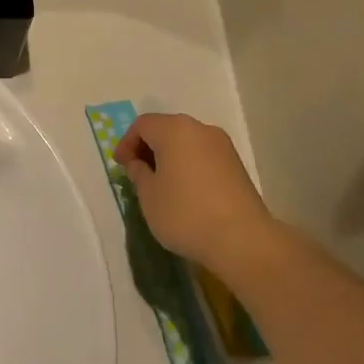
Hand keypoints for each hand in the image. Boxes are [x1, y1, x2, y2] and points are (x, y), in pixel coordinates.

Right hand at [113, 113, 280, 277]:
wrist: (242, 239)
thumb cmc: (185, 213)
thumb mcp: (149, 196)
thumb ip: (139, 174)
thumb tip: (139, 164)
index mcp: (174, 130)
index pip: (143, 125)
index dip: (127, 143)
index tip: (121, 166)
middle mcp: (200, 129)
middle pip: (166, 129)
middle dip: (148, 148)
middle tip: (137, 173)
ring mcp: (222, 145)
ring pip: (186, 142)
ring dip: (169, 157)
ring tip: (160, 184)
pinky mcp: (236, 164)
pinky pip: (203, 155)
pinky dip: (188, 165)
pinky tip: (184, 190)